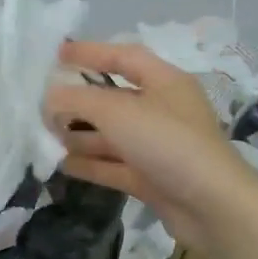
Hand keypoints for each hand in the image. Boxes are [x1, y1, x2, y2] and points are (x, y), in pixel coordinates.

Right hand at [45, 41, 257, 248]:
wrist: (212, 206)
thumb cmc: (167, 143)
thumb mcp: (118, 112)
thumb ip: (78, 100)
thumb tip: (49, 98)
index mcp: (165, 82)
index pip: (124, 57)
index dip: (91, 52)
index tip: (58, 55)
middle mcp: (163, 110)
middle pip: (114, 98)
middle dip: (79, 102)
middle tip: (44, 106)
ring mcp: (158, 147)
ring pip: (113, 135)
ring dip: (81, 135)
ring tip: (47, 137)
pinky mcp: (153, 178)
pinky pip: (115, 165)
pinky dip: (91, 163)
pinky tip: (64, 164)